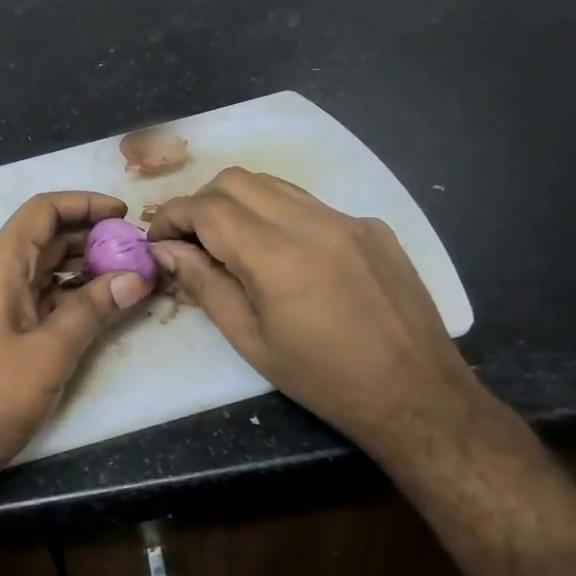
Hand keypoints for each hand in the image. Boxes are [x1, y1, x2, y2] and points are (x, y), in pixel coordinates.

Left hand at [0, 191, 149, 501]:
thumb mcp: (49, 352)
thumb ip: (92, 310)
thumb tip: (135, 276)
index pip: (43, 211)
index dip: (85, 204)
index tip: (124, 214)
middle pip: (43, 238)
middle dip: (90, 238)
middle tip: (136, 251)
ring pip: (38, 269)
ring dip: (79, 268)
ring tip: (124, 277)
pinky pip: (30, 297)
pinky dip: (62, 296)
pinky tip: (93, 309)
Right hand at [147, 168, 483, 453]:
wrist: (417, 394)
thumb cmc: (323, 379)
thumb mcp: (251, 341)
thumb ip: (205, 285)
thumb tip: (167, 250)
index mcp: (276, 256)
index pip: (208, 208)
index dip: (173, 216)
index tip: (158, 237)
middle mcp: (311, 222)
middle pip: (236, 180)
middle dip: (202, 202)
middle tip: (192, 240)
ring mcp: (347, 219)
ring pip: (274, 184)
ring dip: (240, 202)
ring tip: (232, 241)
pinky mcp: (372, 226)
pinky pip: (311, 203)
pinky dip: (281, 215)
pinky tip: (287, 254)